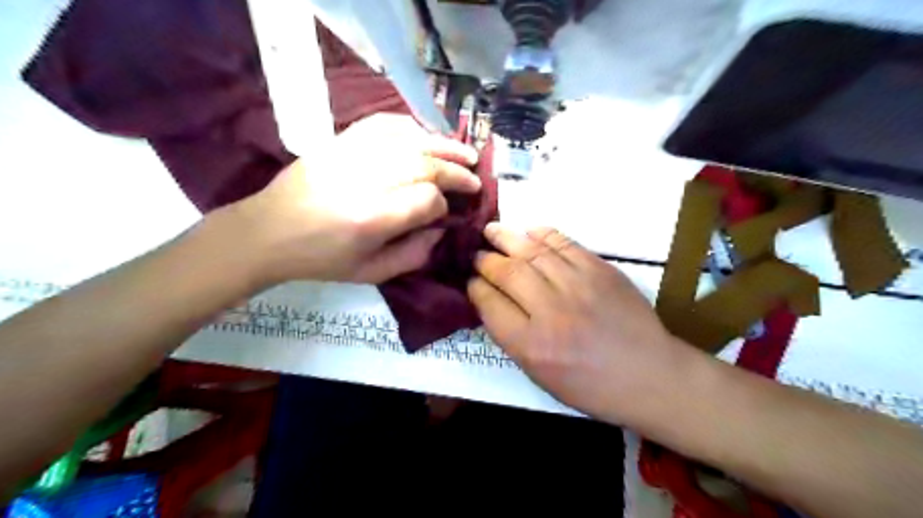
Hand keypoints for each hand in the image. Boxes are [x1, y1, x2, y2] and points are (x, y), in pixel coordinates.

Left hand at [230, 112, 478, 284]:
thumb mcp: (371, 273)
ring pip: (410, 140)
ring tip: (465, 151)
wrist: (269, 231)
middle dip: (456, 171)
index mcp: (372, 219)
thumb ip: (414, 255)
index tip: (445, 213)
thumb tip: (442, 229)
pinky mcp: (340, 140)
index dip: (443, 205)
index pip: (427, 199)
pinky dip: (411, 126)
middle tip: (474, 178)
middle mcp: (365, 181)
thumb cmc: (322, 259)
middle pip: (425, 164)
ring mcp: (351, 154)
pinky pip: (384, 123)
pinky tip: (426, 134)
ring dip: (443, 144)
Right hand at [471, 224, 691, 426]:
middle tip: (476, 254)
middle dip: (485, 260)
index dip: (475, 288)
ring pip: (532, 252)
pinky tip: (528, 231)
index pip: (489, 304)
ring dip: (506, 238)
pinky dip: (542, 234)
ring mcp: (577, 285)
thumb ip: (512, 337)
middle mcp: (550, 311)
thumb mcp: (540, 375)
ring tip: (491, 231)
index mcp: (531, 345)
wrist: (649, 374)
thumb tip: (491, 301)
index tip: (470, 280)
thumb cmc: (591, 385)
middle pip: (507, 273)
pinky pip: (564, 243)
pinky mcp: (599, 269)